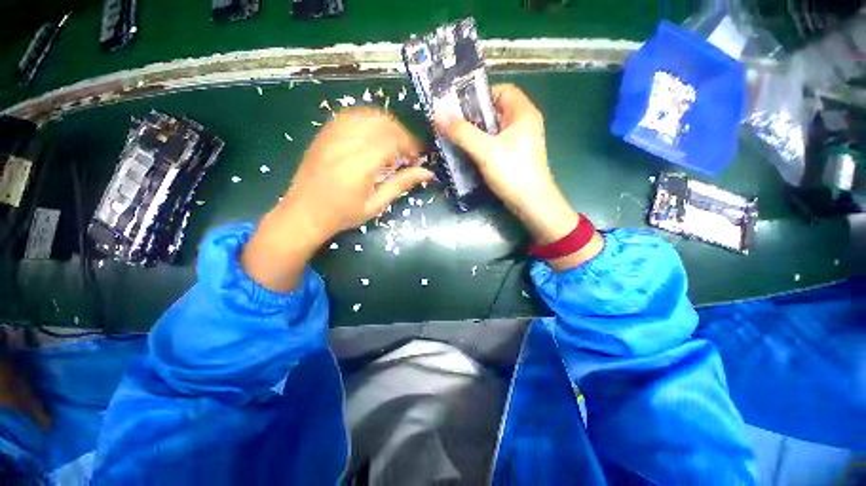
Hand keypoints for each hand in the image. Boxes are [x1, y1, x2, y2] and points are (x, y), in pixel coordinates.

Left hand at [243, 108, 433, 291]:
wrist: (303, 213)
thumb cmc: (342, 215)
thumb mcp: (375, 205)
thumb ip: (401, 184)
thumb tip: (427, 173)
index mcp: (360, 165)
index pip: (392, 140)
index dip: (410, 145)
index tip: (417, 157)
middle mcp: (346, 144)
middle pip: (382, 123)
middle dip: (401, 134)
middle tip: (408, 151)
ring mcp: (332, 135)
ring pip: (367, 115)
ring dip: (386, 126)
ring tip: (393, 143)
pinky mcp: (324, 134)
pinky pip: (350, 116)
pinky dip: (368, 121)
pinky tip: (373, 135)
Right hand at [435, 84, 601, 268]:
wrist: (531, 204)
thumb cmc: (513, 173)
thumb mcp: (485, 151)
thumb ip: (462, 132)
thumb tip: (437, 113)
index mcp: (523, 113)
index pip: (501, 90)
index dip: (480, 95)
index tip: (459, 107)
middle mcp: (524, 123)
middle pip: (495, 110)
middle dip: (473, 116)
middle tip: (452, 124)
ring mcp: (520, 141)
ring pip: (494, 129)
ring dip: (475, 133)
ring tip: (455, 138)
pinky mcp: (515, 156)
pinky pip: (495, 143)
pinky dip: (482, 145)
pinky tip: (468, 153)